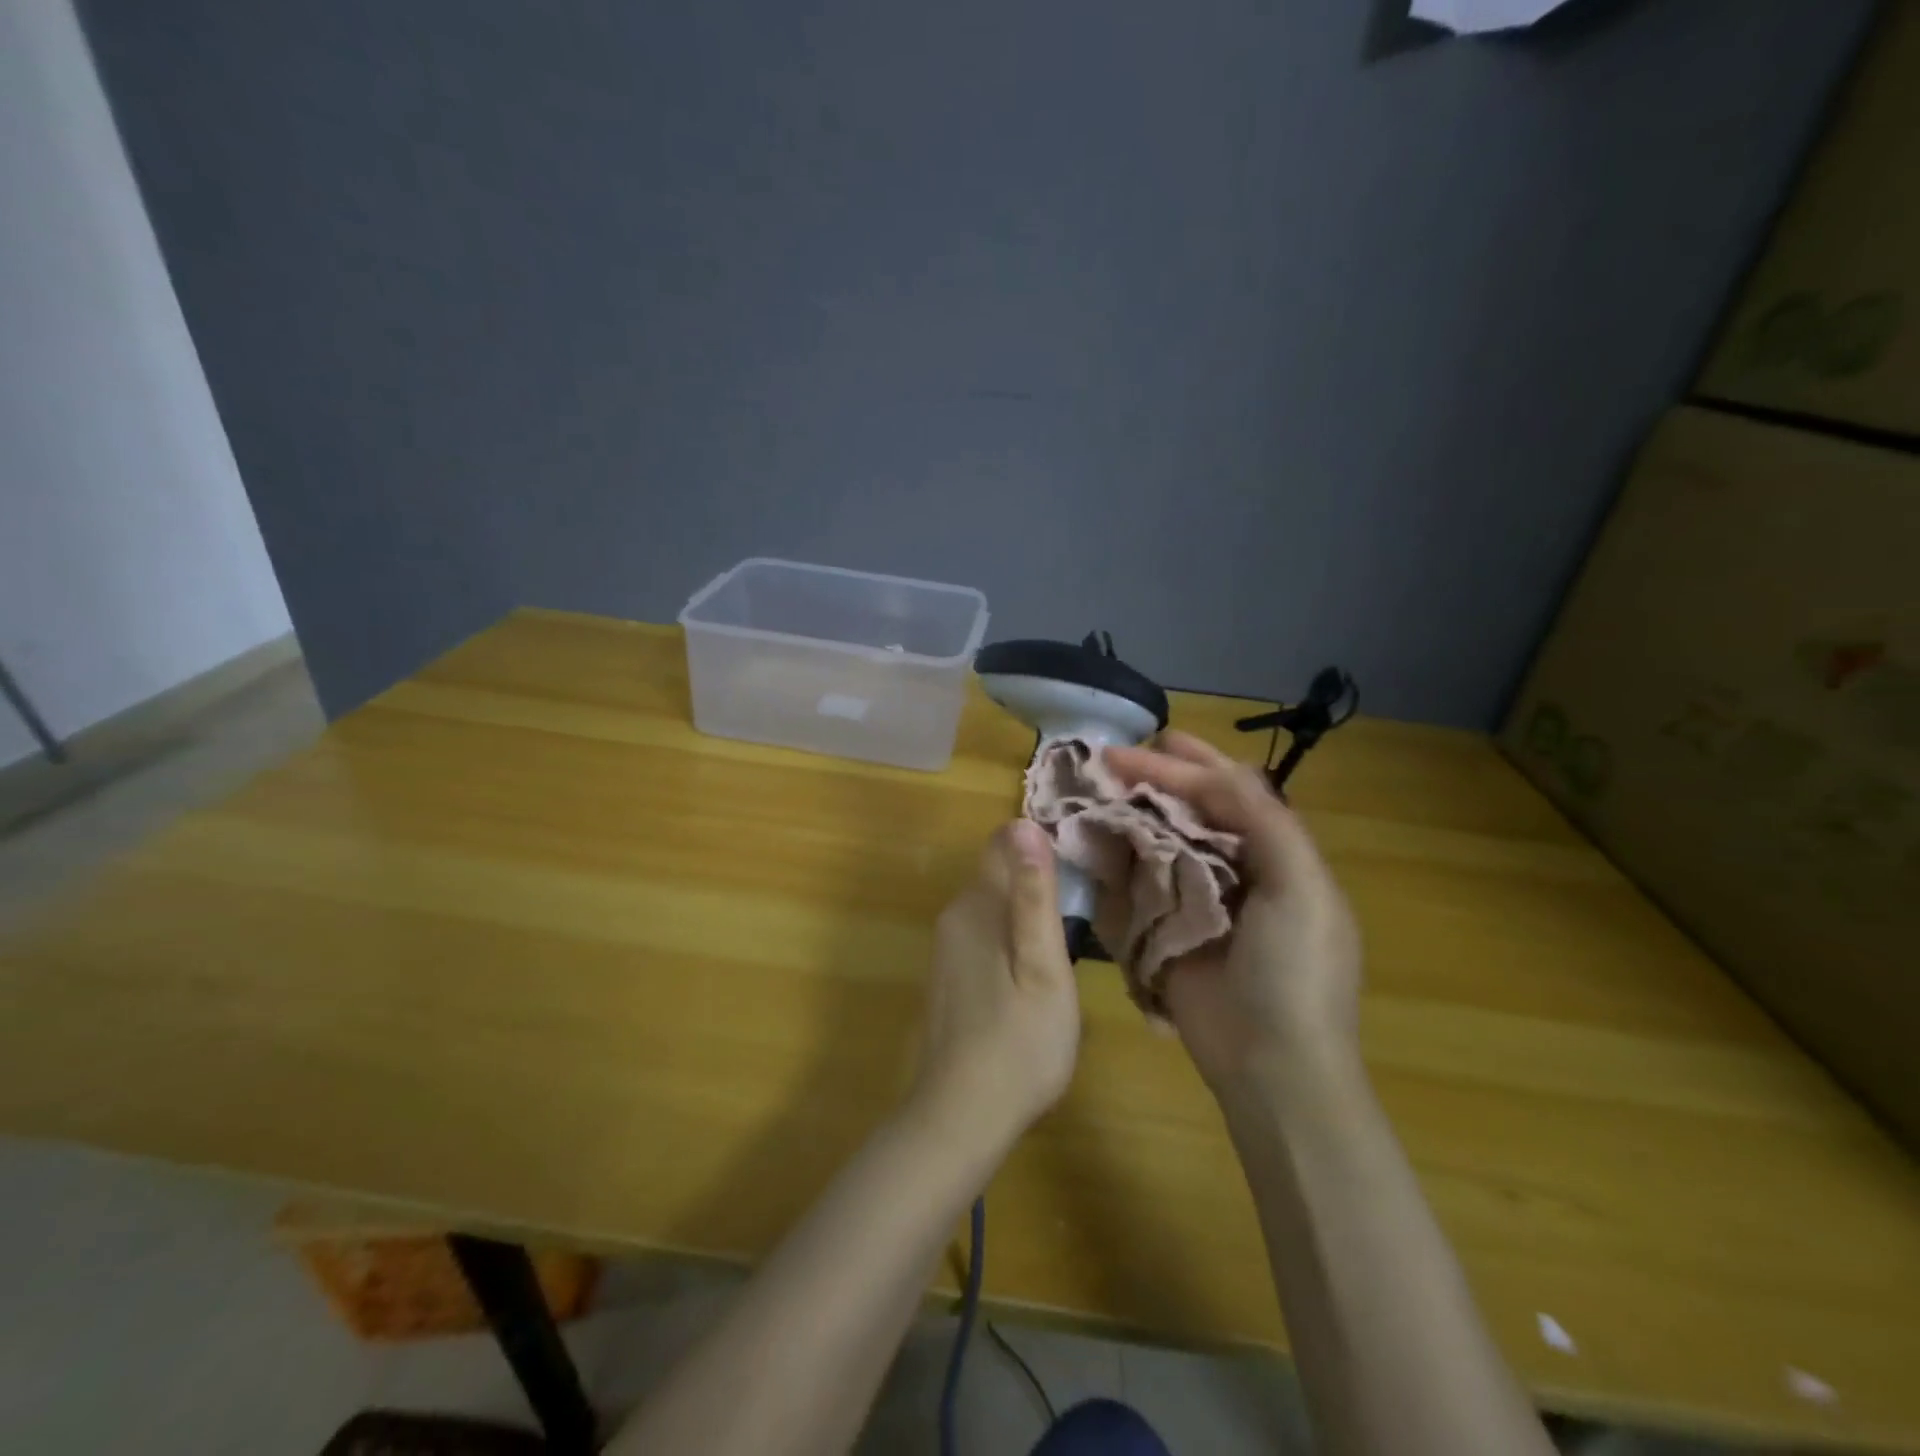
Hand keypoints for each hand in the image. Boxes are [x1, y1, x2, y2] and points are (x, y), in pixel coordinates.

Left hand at [908, 821, 1081, 1154]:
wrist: (961, 1114)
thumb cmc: (1019, 1042)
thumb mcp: (1043, 967)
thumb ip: (1035, 896)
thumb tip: (1025, 825)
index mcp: (977, 905)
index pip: (1004, 843)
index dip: (1042, 847)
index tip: (1079, 871)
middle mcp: (955, 915)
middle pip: (1000, 874)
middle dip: (1038, 883)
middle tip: (1084, 915)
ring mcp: (947, 946)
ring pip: (994, 907)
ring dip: (1027, 915)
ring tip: (1066, 949)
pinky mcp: (949, 973)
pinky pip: (985, 935)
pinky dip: (1012, 941)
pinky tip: (1034, 977)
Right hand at [1104, 732, 1362, 1092]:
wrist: (1271, 1065)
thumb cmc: (1294, 971)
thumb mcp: (1301, 888)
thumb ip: (1266, 822)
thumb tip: (1214, 773)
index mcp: (1276, 853)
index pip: (1228, 791)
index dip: (1185, 766)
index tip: (1134, 751)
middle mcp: (1236, 868)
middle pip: (1192, 809)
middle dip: (1155, 780)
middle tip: (1111, 758)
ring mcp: (1198, 900)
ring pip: (1161, 841)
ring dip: (1132, 815)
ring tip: (1095, 793)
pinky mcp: (1167, 930)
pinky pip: (1139, 884)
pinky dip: (1119, 861)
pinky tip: (1095, 844)